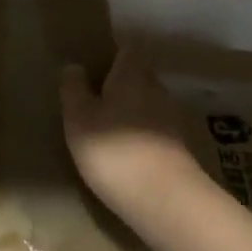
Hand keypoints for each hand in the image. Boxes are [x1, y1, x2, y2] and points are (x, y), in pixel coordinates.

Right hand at [61, 49, 205, 219]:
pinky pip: (153, 131)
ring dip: (129, 112)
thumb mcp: (79, 118)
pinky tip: (122, 153)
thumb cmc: (114, 150)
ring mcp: (171, 121)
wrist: (164, 200)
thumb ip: (74, 90)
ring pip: (147, 105)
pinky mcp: (177, 150)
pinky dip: (138, 136)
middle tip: (93, 97)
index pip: (128, 50)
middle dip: (119, 84)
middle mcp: (157, 90)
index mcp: (133, 75)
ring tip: (105, 128)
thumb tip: (74, 66)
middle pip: (139, 77)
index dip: (112, 54)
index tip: (92, 65)